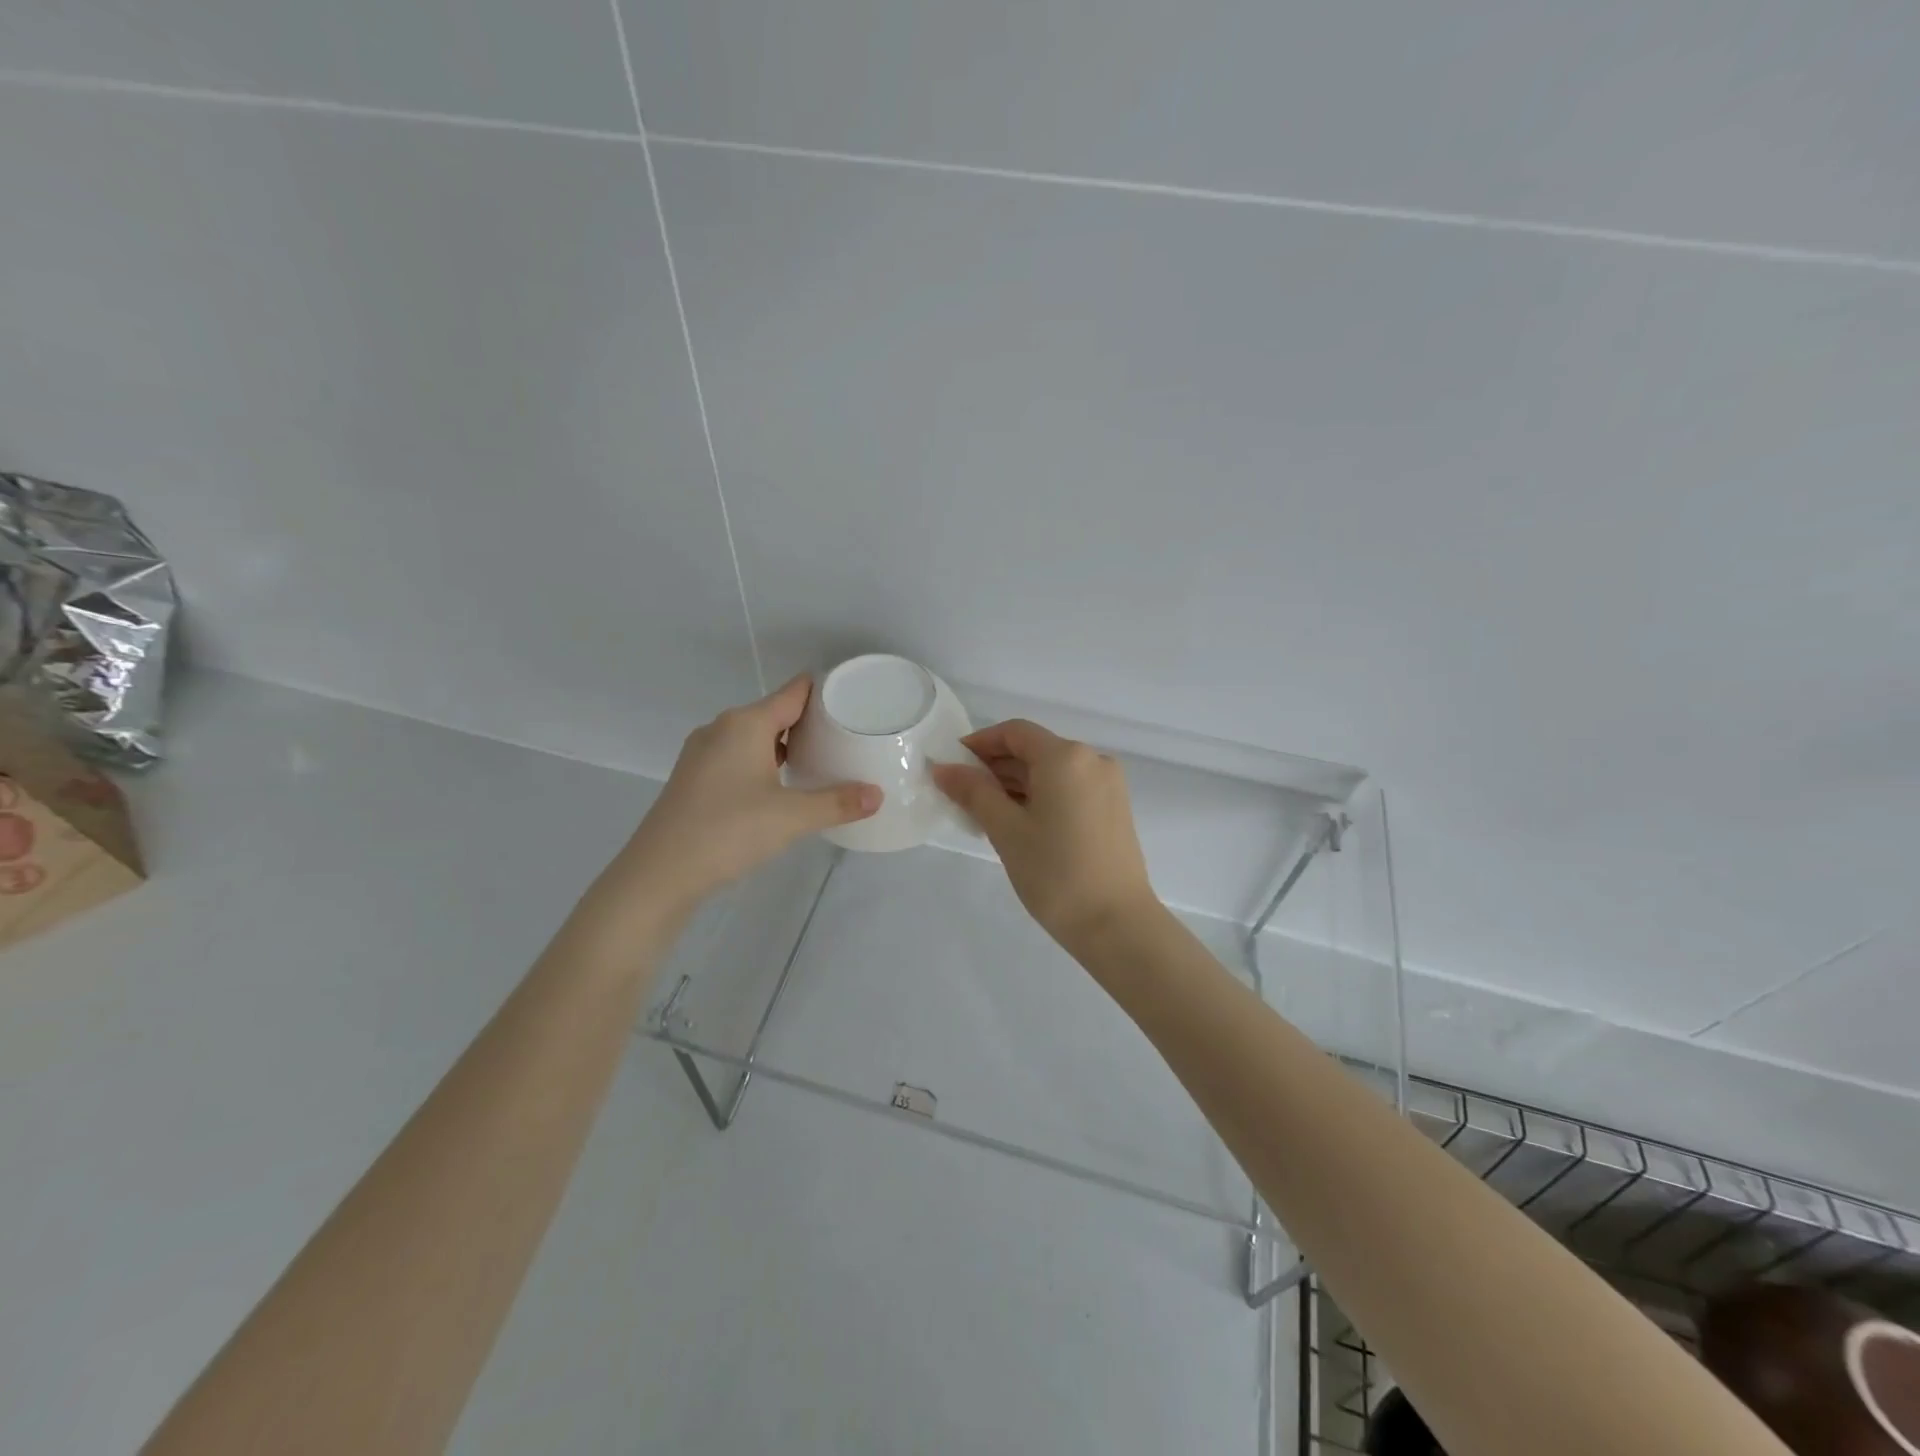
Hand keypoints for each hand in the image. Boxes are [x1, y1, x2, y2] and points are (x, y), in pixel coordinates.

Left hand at [612, 676, 880, 913]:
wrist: (659, 873)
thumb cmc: (728, 831)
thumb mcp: (792, 817)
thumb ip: (837, 803)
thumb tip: (878, 795)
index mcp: (745, 724)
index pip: (793, 692)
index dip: (824, 691)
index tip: (855, 698)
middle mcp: (721, 729)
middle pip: (774, 713)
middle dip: (809, 722)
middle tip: (847, 736)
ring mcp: (702, 754)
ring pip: (754, 737)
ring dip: (785, 745)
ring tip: (820, 760)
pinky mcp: (694, 778)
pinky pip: (738, 757)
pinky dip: (763, 762)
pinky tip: (780, 786)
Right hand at [931, 719, 1157, 953]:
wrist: (1117, 924)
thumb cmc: (1055, 873)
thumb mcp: (1006, 830)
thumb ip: (973, 792)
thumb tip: (943, 768)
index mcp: (1066, 756)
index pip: (1014, 733)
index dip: (979, 743)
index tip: (952, 767)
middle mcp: (1092, 760)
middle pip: (1035, 749)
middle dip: (996, 767)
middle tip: (962, 795)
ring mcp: (1108, 785)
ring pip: (1052, 771)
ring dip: (1017, 784)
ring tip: (985, 813)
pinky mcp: (1114, 809)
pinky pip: (1069, 788)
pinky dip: (1041, 796)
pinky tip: (1019, 822)